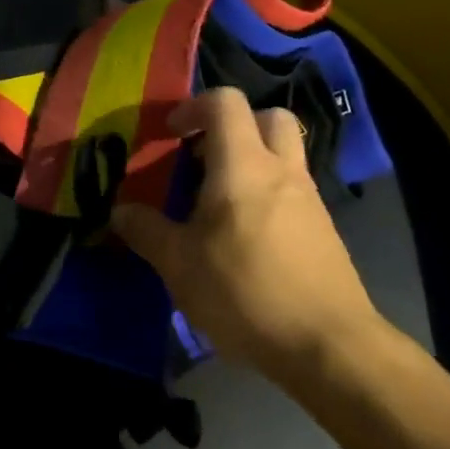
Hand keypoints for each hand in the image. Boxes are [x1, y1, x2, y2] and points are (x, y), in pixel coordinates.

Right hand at [111, 88, 380, 376]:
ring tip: (217, 203)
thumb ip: (146, 231)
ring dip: (251, 160)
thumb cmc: (245, 292)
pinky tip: (245, 237)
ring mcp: (310, 199)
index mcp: (243, 165)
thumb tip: (120, 212)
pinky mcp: (324, 230)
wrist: (329, 346)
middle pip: (267, 116)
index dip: (193, 107)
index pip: (225, 102)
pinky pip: (293, 190)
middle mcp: (282, 170)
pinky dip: (267, 194)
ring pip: (284, 154)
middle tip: (202, 157)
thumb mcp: (179, 265)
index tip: (170, 135)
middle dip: (233, 125)